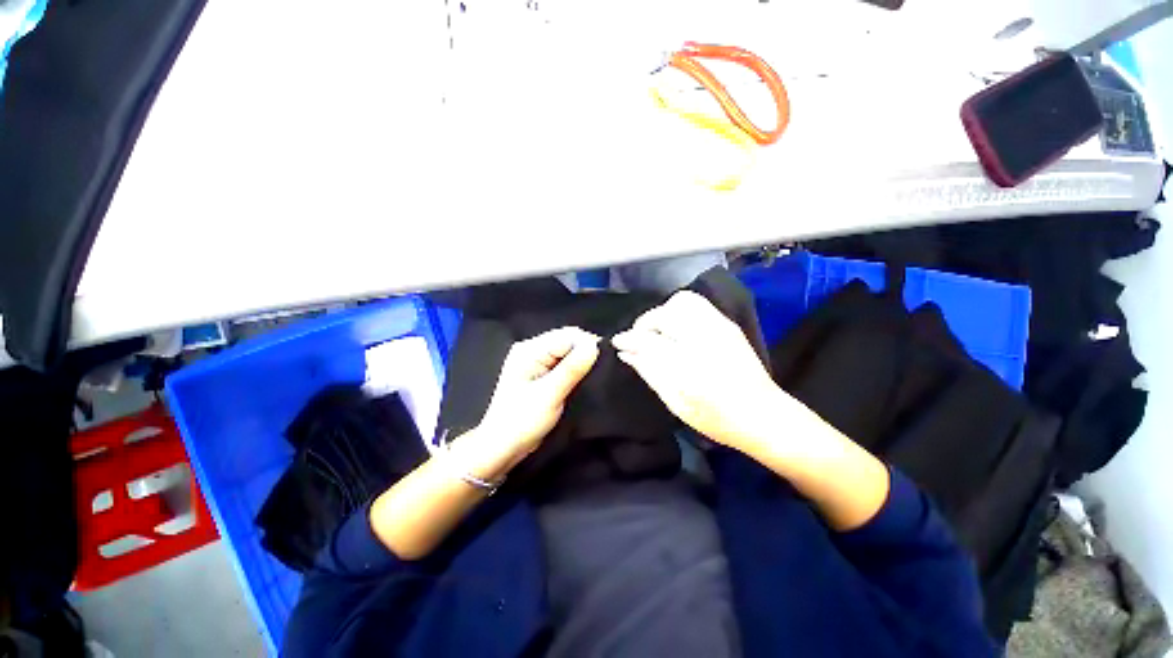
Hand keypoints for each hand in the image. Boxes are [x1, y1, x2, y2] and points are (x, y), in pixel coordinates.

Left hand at [475, 327, 600, 464]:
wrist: (503, 448)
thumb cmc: (522, 421)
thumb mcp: (549, 395)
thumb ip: (571, 369)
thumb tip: (594, 345)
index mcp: (529, 350)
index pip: (567, 336)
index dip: (588, 344)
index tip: (606, 360)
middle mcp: (533, 350)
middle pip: (568, 341)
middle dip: (586, 352)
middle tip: (604, 370)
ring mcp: (537, 362)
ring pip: (568, 353)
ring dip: (583, 362)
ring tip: (597, 375)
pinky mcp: (542, 374)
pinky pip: (564, 364)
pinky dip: (576, 370)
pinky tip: (585, 379)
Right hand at [612, 291, 782, 450]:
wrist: (764, 415)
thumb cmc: (716, 418)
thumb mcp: (675, 402)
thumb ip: (649, 371)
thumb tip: (626, 352)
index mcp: (689, 365)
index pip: (648, 340)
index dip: (628, 339)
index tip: (617, 342)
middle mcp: (704, 339)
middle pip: (665, 313)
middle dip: (645, 322)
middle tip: (640, 338)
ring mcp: (719, 327)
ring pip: (682, 301)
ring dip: (663, 313)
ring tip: (659, 331)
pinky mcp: (727, 324)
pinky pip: (697, 304)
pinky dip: (679, 310)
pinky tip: (677, 329)